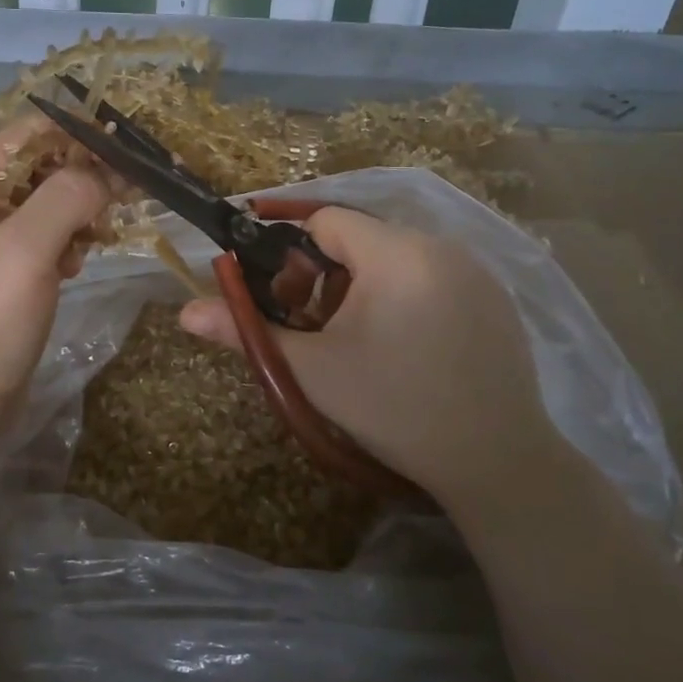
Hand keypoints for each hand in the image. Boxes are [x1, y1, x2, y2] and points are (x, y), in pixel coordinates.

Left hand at [0, 119, 110, 453]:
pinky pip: (54, 236)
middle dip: (92, 174)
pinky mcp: (16, 269)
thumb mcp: (24, 251)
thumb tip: (107, 171)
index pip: (37, 130)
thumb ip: (66, 197)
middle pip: (50, 164)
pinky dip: (74, 242)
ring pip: (57, 201)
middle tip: (135, 195)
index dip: (84, 134)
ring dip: (86, 211)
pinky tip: (78, 266)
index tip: (134, 152)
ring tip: (102, 238)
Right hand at [178, 207, 554, 502]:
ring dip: (367, 286)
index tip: (283, 295)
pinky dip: (408, 296)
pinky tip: (409, 348)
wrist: (495, 460)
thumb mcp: (314, 371)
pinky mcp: (497, 297)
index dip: (293, 252)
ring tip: (362, 342)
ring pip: (398, 258)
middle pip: (362, 239)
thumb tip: (185, 313)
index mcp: (396, 253)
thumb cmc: (394, 408)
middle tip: (319, 328)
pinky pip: (434, 276)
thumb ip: (248, 331)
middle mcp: (441, 245)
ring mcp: (477, 271)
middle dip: (328, 276)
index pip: (327, 220)